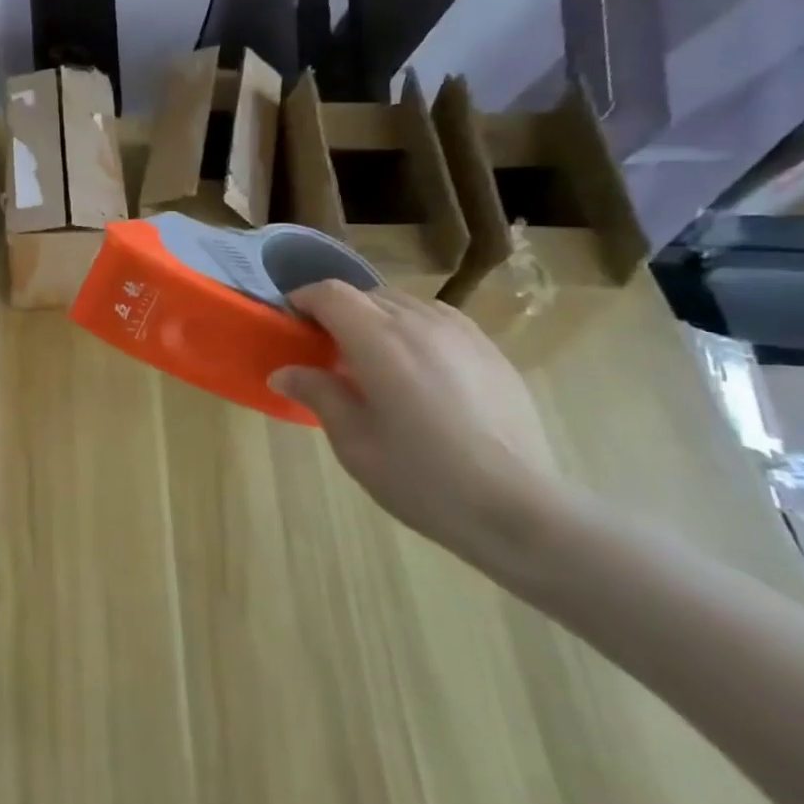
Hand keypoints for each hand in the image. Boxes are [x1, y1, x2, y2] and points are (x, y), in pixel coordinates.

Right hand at [271, 281, 589, 578]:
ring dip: (376, 318)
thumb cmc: (422, 478)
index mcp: (379, 340)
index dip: (303, 300)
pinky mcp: (490, 351)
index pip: (331, 294)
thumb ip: (318, 394)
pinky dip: (413, 329)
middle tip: (325, 351)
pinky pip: (438, 320)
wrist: (520, 509)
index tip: (289, 323)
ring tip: (372, 360)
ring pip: (404, 304)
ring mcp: (461, 333)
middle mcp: (420, 322)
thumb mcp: (353, 442)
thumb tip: (283, 372)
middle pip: (366, 295)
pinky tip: (417, 370)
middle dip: (337, 312)